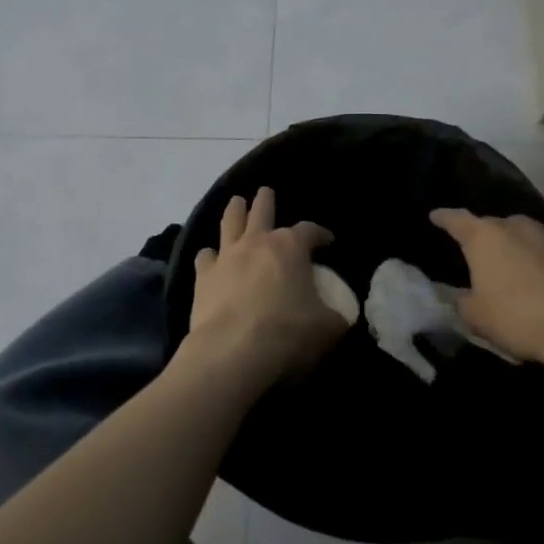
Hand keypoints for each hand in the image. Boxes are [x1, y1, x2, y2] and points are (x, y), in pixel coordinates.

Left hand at [187, 188, 345, 384]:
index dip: (320, 234)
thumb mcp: (328, 328)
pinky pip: (205, 256)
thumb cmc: (287, 334)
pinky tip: (210, 257)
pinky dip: (210, 255)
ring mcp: (226, 256)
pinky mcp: (203, 276)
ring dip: (235, 210)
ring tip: (236, 203)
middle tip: (266, 192)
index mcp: (290, 247)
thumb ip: (335, 316)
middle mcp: (256, 242)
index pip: (309, 231)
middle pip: (262, 210)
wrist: (232, 351)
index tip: (328, 241)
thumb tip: (339, 315)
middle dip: (266, 200)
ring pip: (229, 222)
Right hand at [428, 208, 543, 370]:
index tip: (434, 217)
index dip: (442, 218)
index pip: (454, 218)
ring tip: (512, 273)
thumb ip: (459, 300)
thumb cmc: (519, 317)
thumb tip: (457, 293)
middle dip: (482, 239)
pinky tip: (543, 284)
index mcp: (484, 236)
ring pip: (522, 237)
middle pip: (491, 226)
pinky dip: (540, 262)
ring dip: (515, 251)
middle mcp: (515, 225)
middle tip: (476, 257)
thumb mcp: (476, 316)